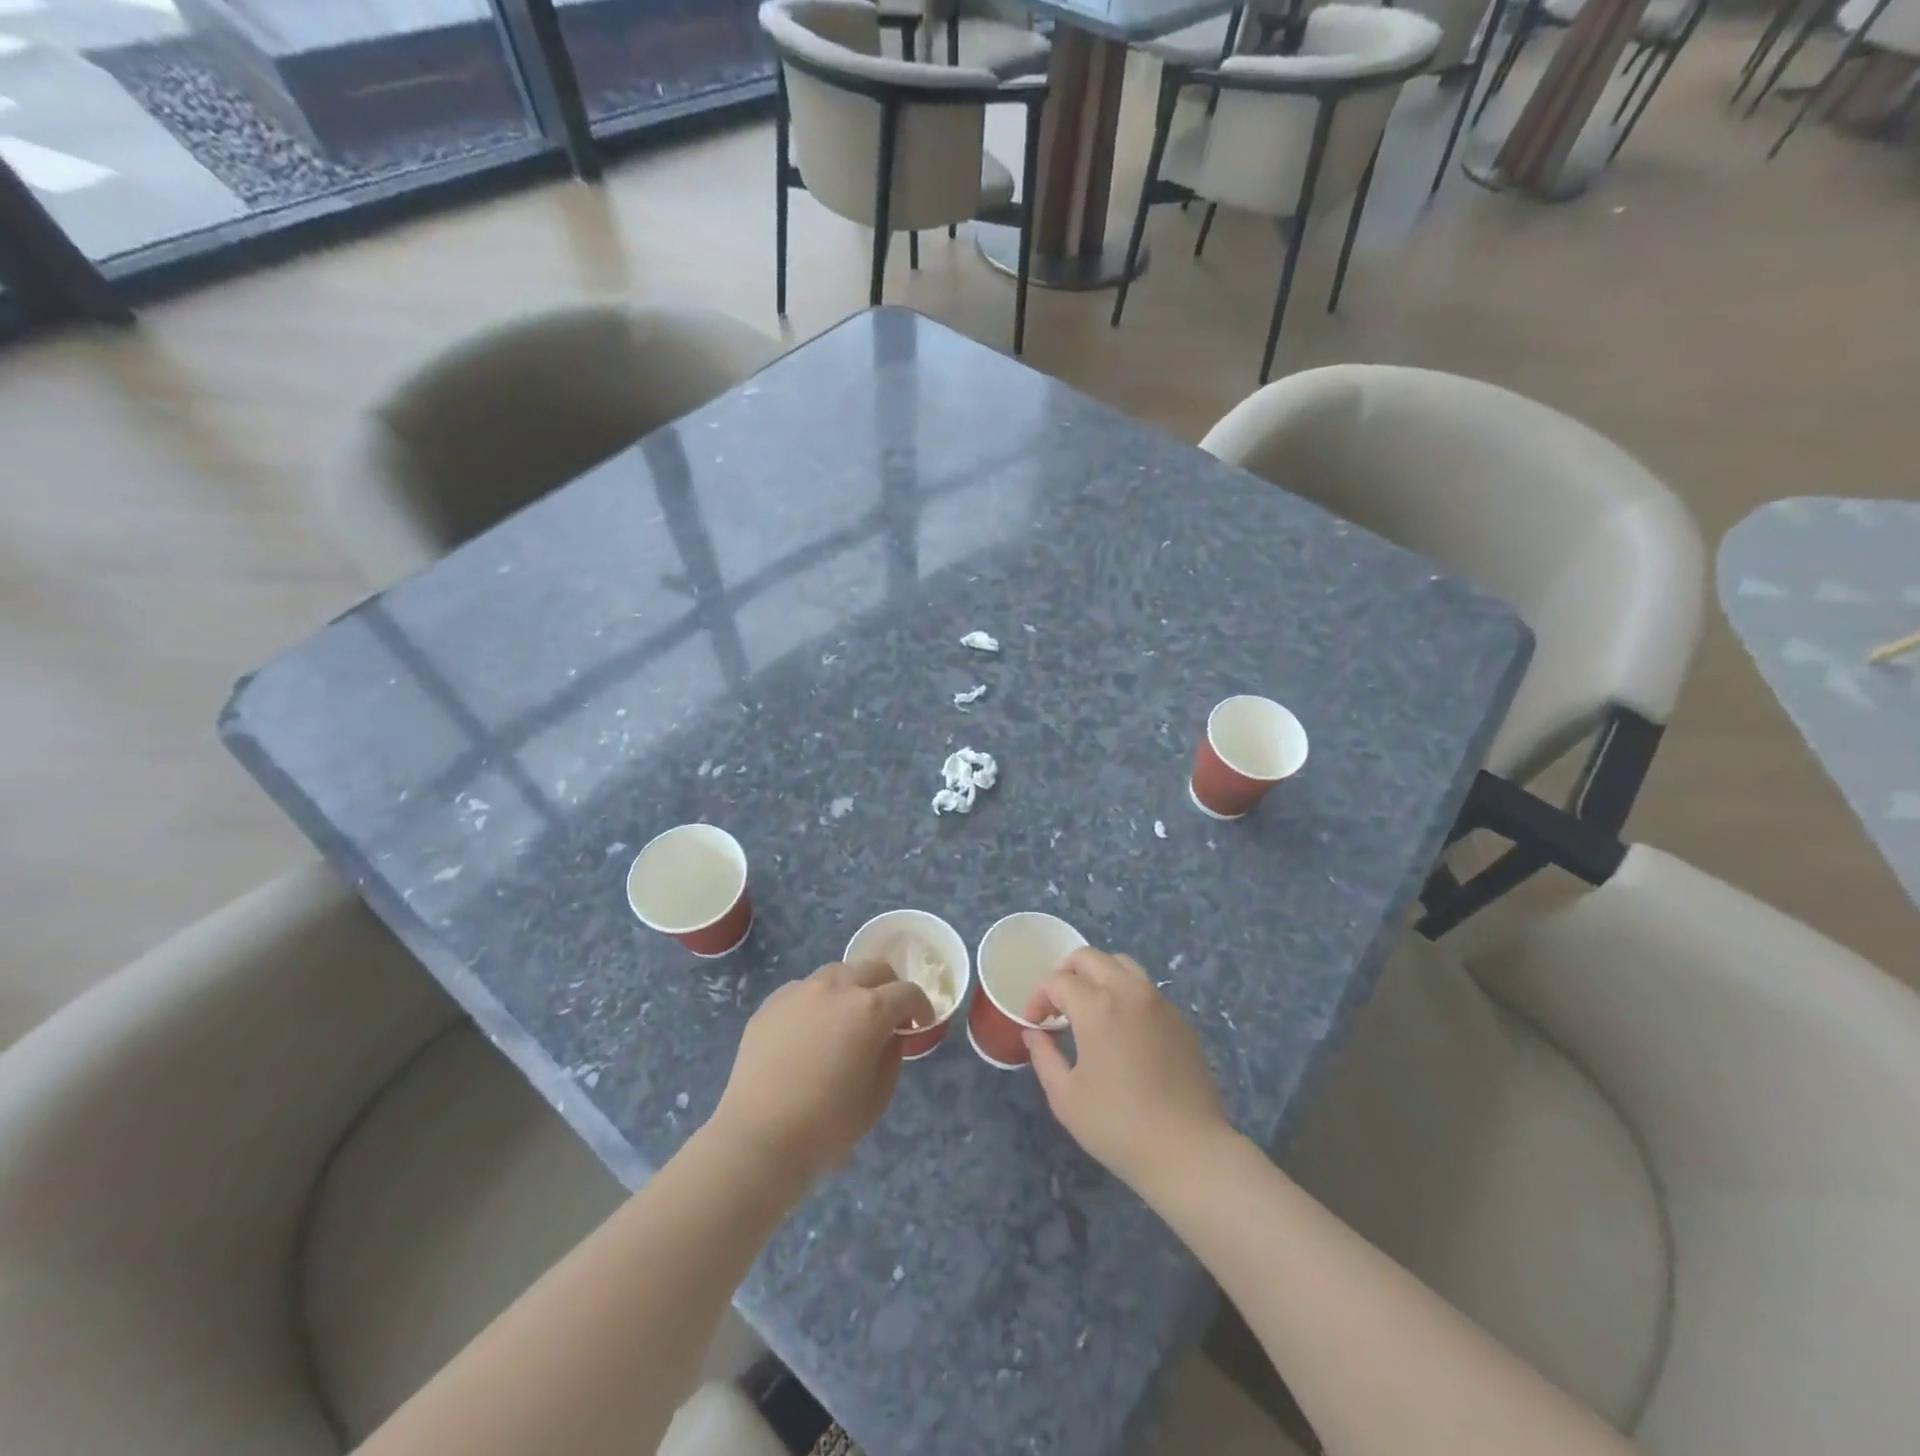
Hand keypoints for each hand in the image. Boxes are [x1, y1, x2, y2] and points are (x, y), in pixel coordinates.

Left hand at [711, 961, 933, 1188]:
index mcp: (869, 1009)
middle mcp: (837, 988)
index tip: (920, 1024)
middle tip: (889, 1015)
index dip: (920, 1006)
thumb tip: (889, 1037)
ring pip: (837, 973)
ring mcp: (800, 991)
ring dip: (853, 988)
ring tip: (848, 1018)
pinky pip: (805, 991)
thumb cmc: (826, 1126)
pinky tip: (812, 1032)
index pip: (906, 992)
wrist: (758, 1139)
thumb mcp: (876, 1098)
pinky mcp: (772, 1003)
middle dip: (888, 988)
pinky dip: (819, 1002)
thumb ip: (891, 1057)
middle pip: (873, 969)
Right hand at [1023, 948, 1229, 1192]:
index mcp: (1097, 1007)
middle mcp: (1129, 992)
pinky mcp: (1180, 1021)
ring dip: (1098, 976)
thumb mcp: (1065, 1097)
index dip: (1038, 998)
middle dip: (1066, 974)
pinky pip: (1146, 990)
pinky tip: (1122, 1030)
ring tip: (1089, 1008)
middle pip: (1090, 957)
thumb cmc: (1118, 1126)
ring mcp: (1160, 1003)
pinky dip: (1125, 994)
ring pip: (1123, 965)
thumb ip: (1043, 1056)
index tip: (1034, 1024)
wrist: (1189, 1151)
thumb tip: (1034, 1033)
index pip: (1058, 981)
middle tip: (1057, 1006)